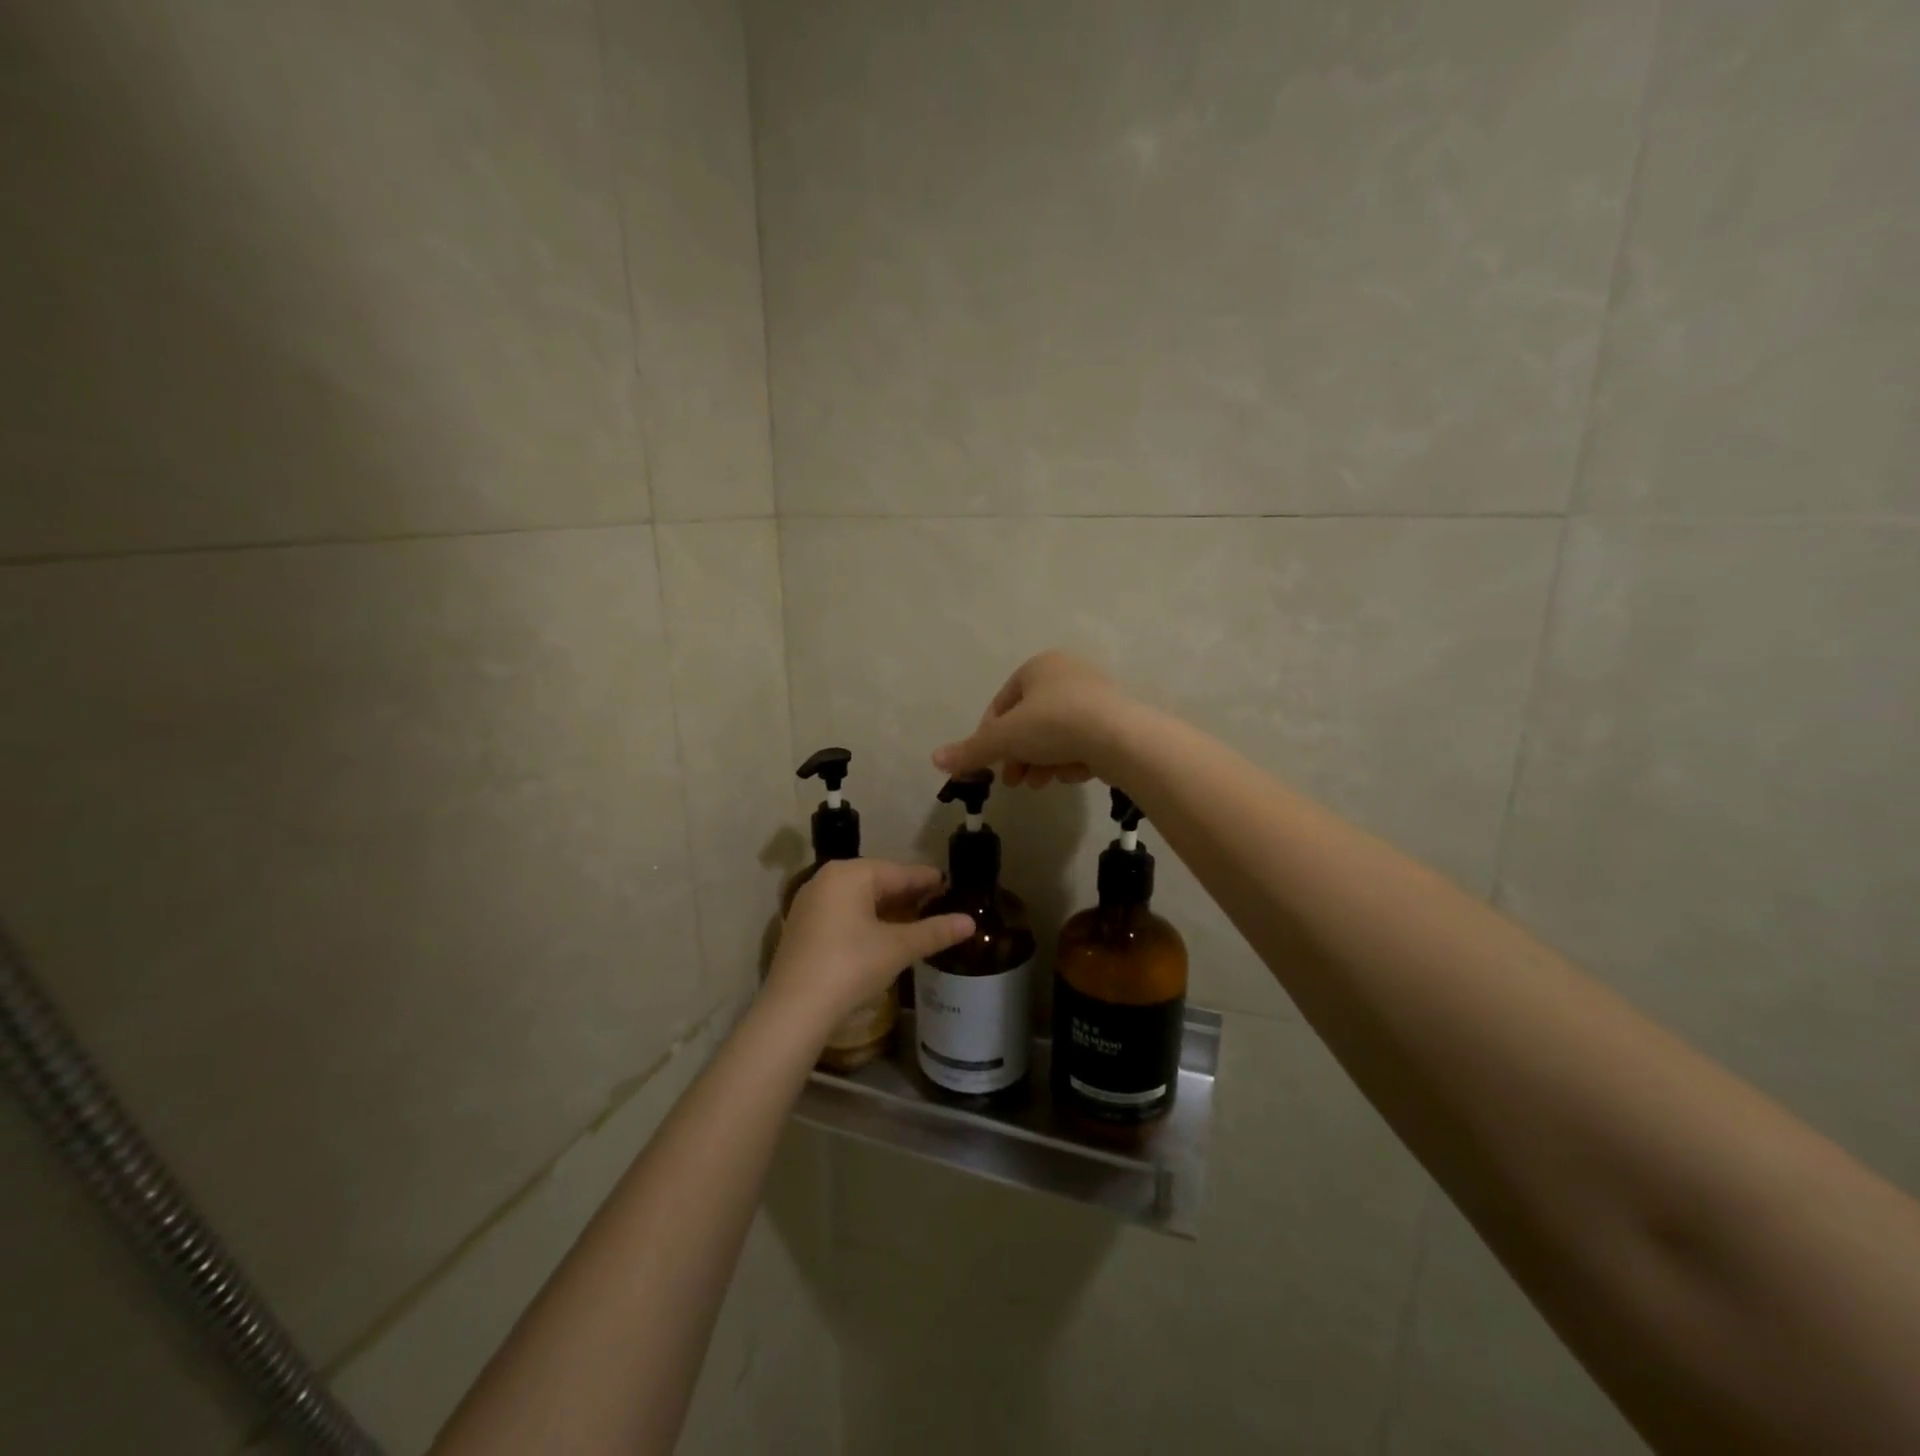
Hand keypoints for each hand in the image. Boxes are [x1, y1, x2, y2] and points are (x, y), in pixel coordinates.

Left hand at [765, 860, 974, 1030]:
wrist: (794, 1009)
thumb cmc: (850, 966)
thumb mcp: (898, 948)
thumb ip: (934, 931)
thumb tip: (970, 922)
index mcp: (850, 874)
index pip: (899, 872)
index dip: (927, 880)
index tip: (950, 885)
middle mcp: (827, 879)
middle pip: (877, 881)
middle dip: (907, 894)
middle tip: (937, 904)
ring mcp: (810, 903)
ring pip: (859, 898)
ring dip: (887, 909)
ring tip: (915, 920)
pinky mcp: (802, 927)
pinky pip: (843, 913)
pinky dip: (865, 920)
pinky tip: (882, 936)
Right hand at [932, 650, 1137, 787]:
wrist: (1120, 738)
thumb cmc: (1055, 725)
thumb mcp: (1005, 739)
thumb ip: (971, 750)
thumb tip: (935, 759)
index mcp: (1039, 666)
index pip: (1002, 704)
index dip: (990, 737)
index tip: (990, 764)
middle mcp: (1068, 673)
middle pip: (1029, 723)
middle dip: (1019, 755)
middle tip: (1014, 782)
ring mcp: (1095, 696)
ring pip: (1056, 735)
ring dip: (1043, 762)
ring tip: (1040, 784)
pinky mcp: (1115, 720)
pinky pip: (1082, 741)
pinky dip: (1072, 759)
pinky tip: (1073, 775)